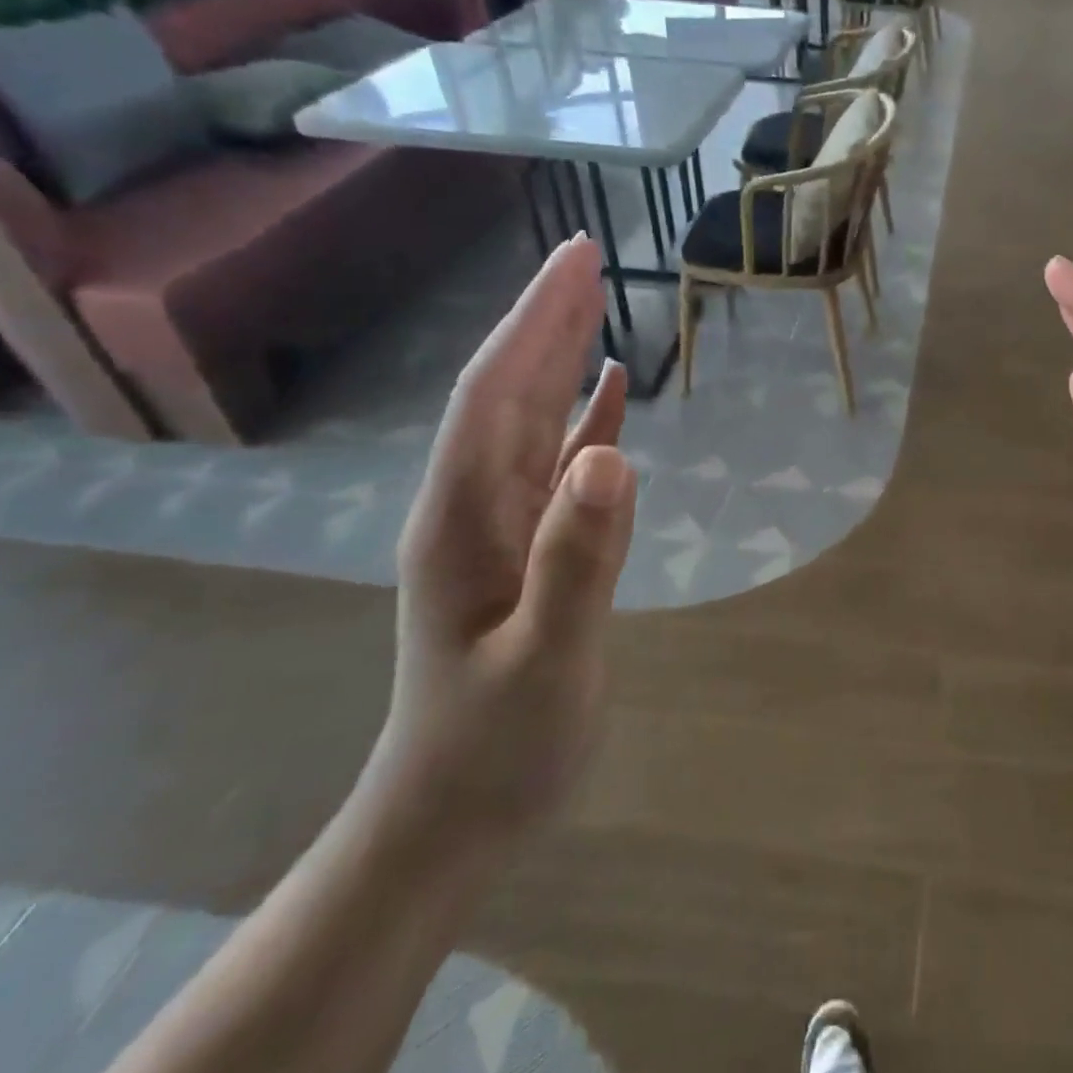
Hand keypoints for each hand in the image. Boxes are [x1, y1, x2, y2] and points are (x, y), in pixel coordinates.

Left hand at [364, 236, 637, 849]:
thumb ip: (578, 559)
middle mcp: (474, 505)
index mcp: (464, 516)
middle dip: (546, 319)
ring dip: (561, 359)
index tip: (576, 260)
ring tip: (597, 306)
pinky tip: (608, 398)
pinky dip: (584, 421)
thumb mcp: (546, 659)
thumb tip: (614, 454)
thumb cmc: (499, 745)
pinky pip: (558, 464)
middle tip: (588, 257)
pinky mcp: (528, 547)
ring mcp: (499, 526)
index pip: (496, 392)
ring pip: (531, 420)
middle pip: (509, 391)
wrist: (458, 815)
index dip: (534, 320)